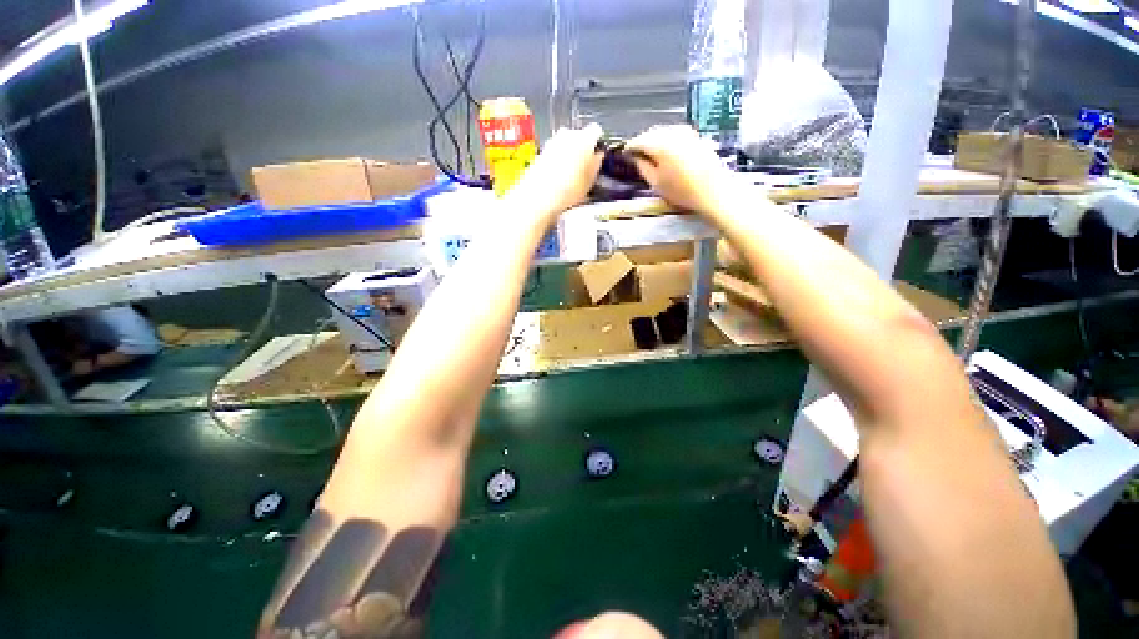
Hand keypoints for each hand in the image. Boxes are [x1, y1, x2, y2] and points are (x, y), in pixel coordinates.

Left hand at [504, 123, 604, 223]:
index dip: (597, 143)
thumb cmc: (569, 190)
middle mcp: (568, 134)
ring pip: (565, 144)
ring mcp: (552, 141)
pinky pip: (553, 153)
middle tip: (584, 167)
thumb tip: (598, 156)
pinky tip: (557, 178)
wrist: (539, 196)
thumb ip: (596, 164)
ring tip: (570, 176)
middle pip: (578, 136)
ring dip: (568, 155)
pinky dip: (556, 161)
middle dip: (582, 149)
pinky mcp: (540, 152)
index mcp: (585, 138)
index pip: (596, 131)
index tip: (597, 155)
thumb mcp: (590, 181)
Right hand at [626, 125, 736, 214]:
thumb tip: (634, 157)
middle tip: (636, 155)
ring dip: (655, 141)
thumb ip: (642, 167)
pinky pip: (676, 134)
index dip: (630, 147)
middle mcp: (673, 132)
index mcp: (660, 143)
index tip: (625, 154)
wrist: (714, 191)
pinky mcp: (697, 137)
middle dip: (643, 142)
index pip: (639, 140)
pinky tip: (667, 152)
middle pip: (652, 133)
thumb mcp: (656, 183)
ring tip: (650, 155)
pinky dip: (668, 141)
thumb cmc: (682, 191)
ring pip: (664, 132)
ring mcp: (687, 132)